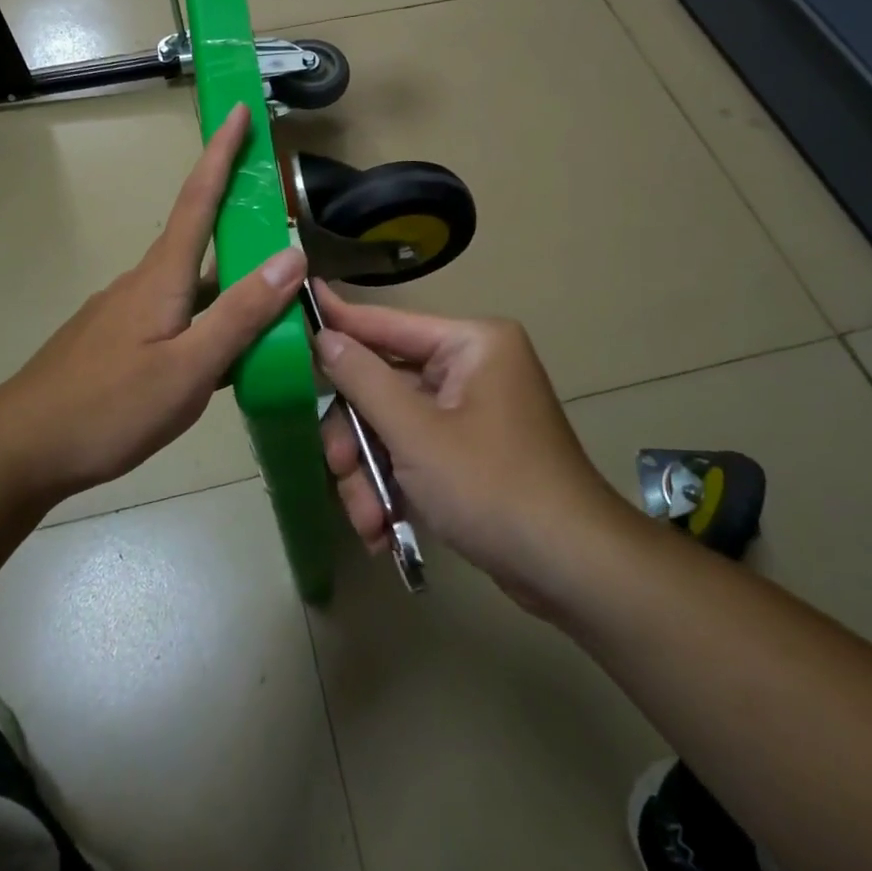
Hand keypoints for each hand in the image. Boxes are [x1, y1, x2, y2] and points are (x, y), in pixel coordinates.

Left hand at [0, 104, 305, 501]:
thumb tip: (291, 256)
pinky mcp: (115, 342)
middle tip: (284, 235)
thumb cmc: (109, 408)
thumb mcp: (189, 368)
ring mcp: (124, 313)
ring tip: (272, 315)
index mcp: (161, 278)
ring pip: (190, 288)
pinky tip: (223, 361)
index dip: (221, 153)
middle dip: (241, 228)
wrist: (20, 449)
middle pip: (200, 242)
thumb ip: (241, 314)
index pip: (198, 198)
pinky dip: (206, 324)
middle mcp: (142, 283)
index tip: (237, 110)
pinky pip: (174, 318)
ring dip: (229, 289)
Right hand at [313, 283, 617, 600]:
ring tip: (367, 522)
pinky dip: (395, 488)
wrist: (572, 569)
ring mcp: (471, 412)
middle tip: (337, 469)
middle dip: (357, 438)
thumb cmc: (492, 486)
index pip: (388, 324)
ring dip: (372, 475)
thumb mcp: (416, 433)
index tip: (299, 301)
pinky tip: (383, 529)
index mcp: (471, 344)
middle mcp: (471, 368)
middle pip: (385, 386)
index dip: (341, 319)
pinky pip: (415, 453)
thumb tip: (325, 337)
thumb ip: (363, 380)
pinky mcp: (470, 452)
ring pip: (393, 427)